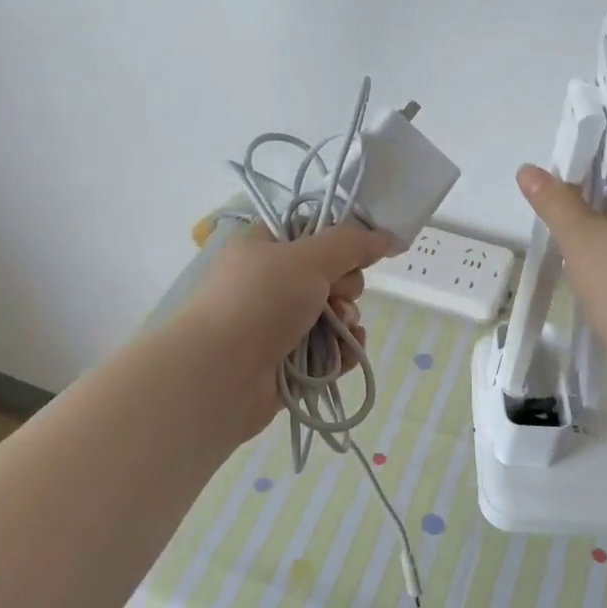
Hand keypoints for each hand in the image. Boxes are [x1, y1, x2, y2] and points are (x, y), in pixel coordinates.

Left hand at [176, 220, 389, 441]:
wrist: (218, 374)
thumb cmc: (259, 302)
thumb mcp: (308, 258)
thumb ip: (352, 243)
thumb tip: (388, 236)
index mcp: (264, 247)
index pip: (313, 233)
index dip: (340, 242)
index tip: (358, 254)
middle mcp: (269, 283)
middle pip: (330, 276)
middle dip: (345, 287)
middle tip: (335, 297)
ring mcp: (277, 325)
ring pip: (333, 316)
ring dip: (347, 322)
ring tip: (342, 331)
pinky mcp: (287, 363)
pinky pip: (329, 352)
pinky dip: (342, 352)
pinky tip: (347, 355)